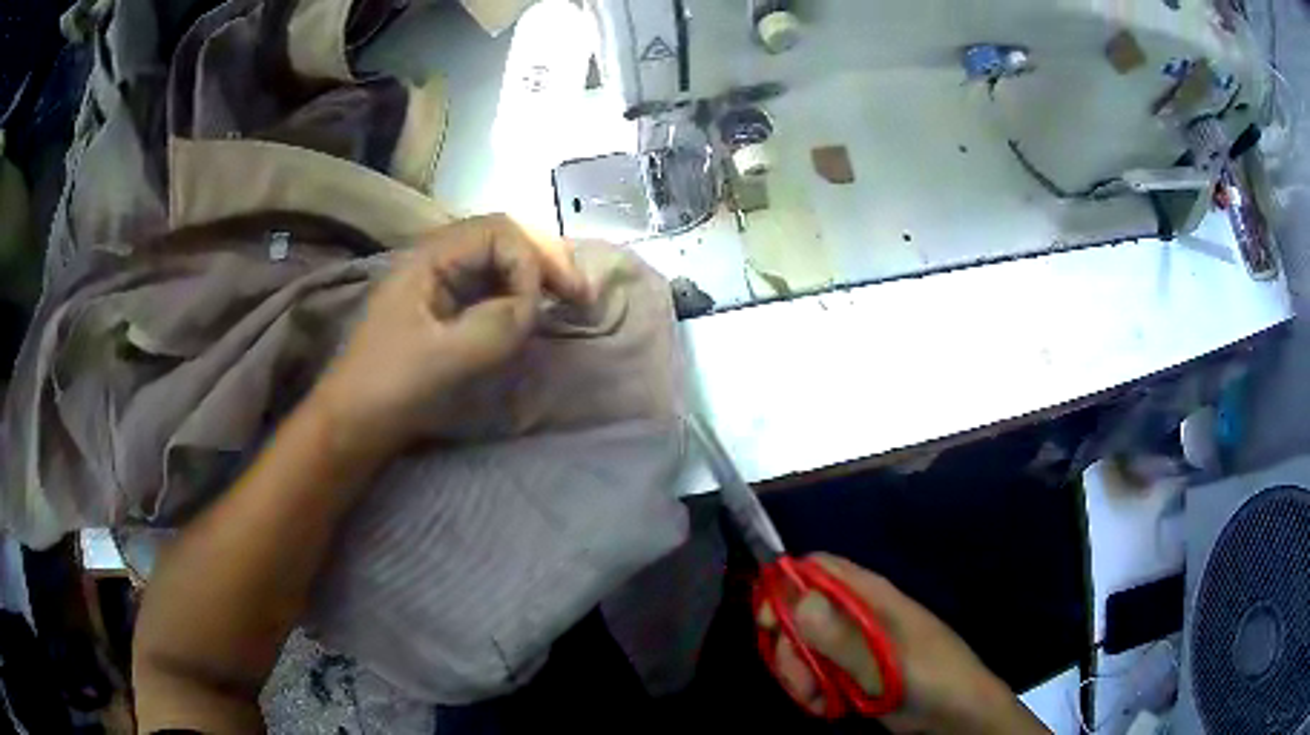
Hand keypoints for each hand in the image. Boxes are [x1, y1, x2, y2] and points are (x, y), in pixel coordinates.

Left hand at [309, 214, 590, 465]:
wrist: (354, 422)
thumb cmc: (390, 387)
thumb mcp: (444, 358)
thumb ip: (496, 325)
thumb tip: (533, 306)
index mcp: (430, 257)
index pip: (498, 232)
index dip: (530, 261)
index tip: (544, 306)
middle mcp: (438, 259)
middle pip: (503, 237)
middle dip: (544, 260)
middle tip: (580, 294)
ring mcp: (441, 282)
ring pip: (500, 261)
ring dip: (536, 275)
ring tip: (567, 299)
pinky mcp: (445, 309)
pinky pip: (490, 287)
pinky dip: (519, 295)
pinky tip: (533, 313)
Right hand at [768, 554, 1048, 733]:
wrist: (955, 712)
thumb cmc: (928, 676)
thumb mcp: (886, 660)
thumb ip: (842, 636)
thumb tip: (796, 599)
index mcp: (869, 595)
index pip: (816, 569)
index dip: (785, 585)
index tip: (766, 622)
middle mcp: (855, 614)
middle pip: (799, 613)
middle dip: (789, 648)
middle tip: (799, 680)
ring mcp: (852, 645)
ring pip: (802, 647)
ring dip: (799, 676)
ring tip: (817, 700)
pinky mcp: (850, 672)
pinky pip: (815, 673)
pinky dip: (811, 691)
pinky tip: (827, 707)